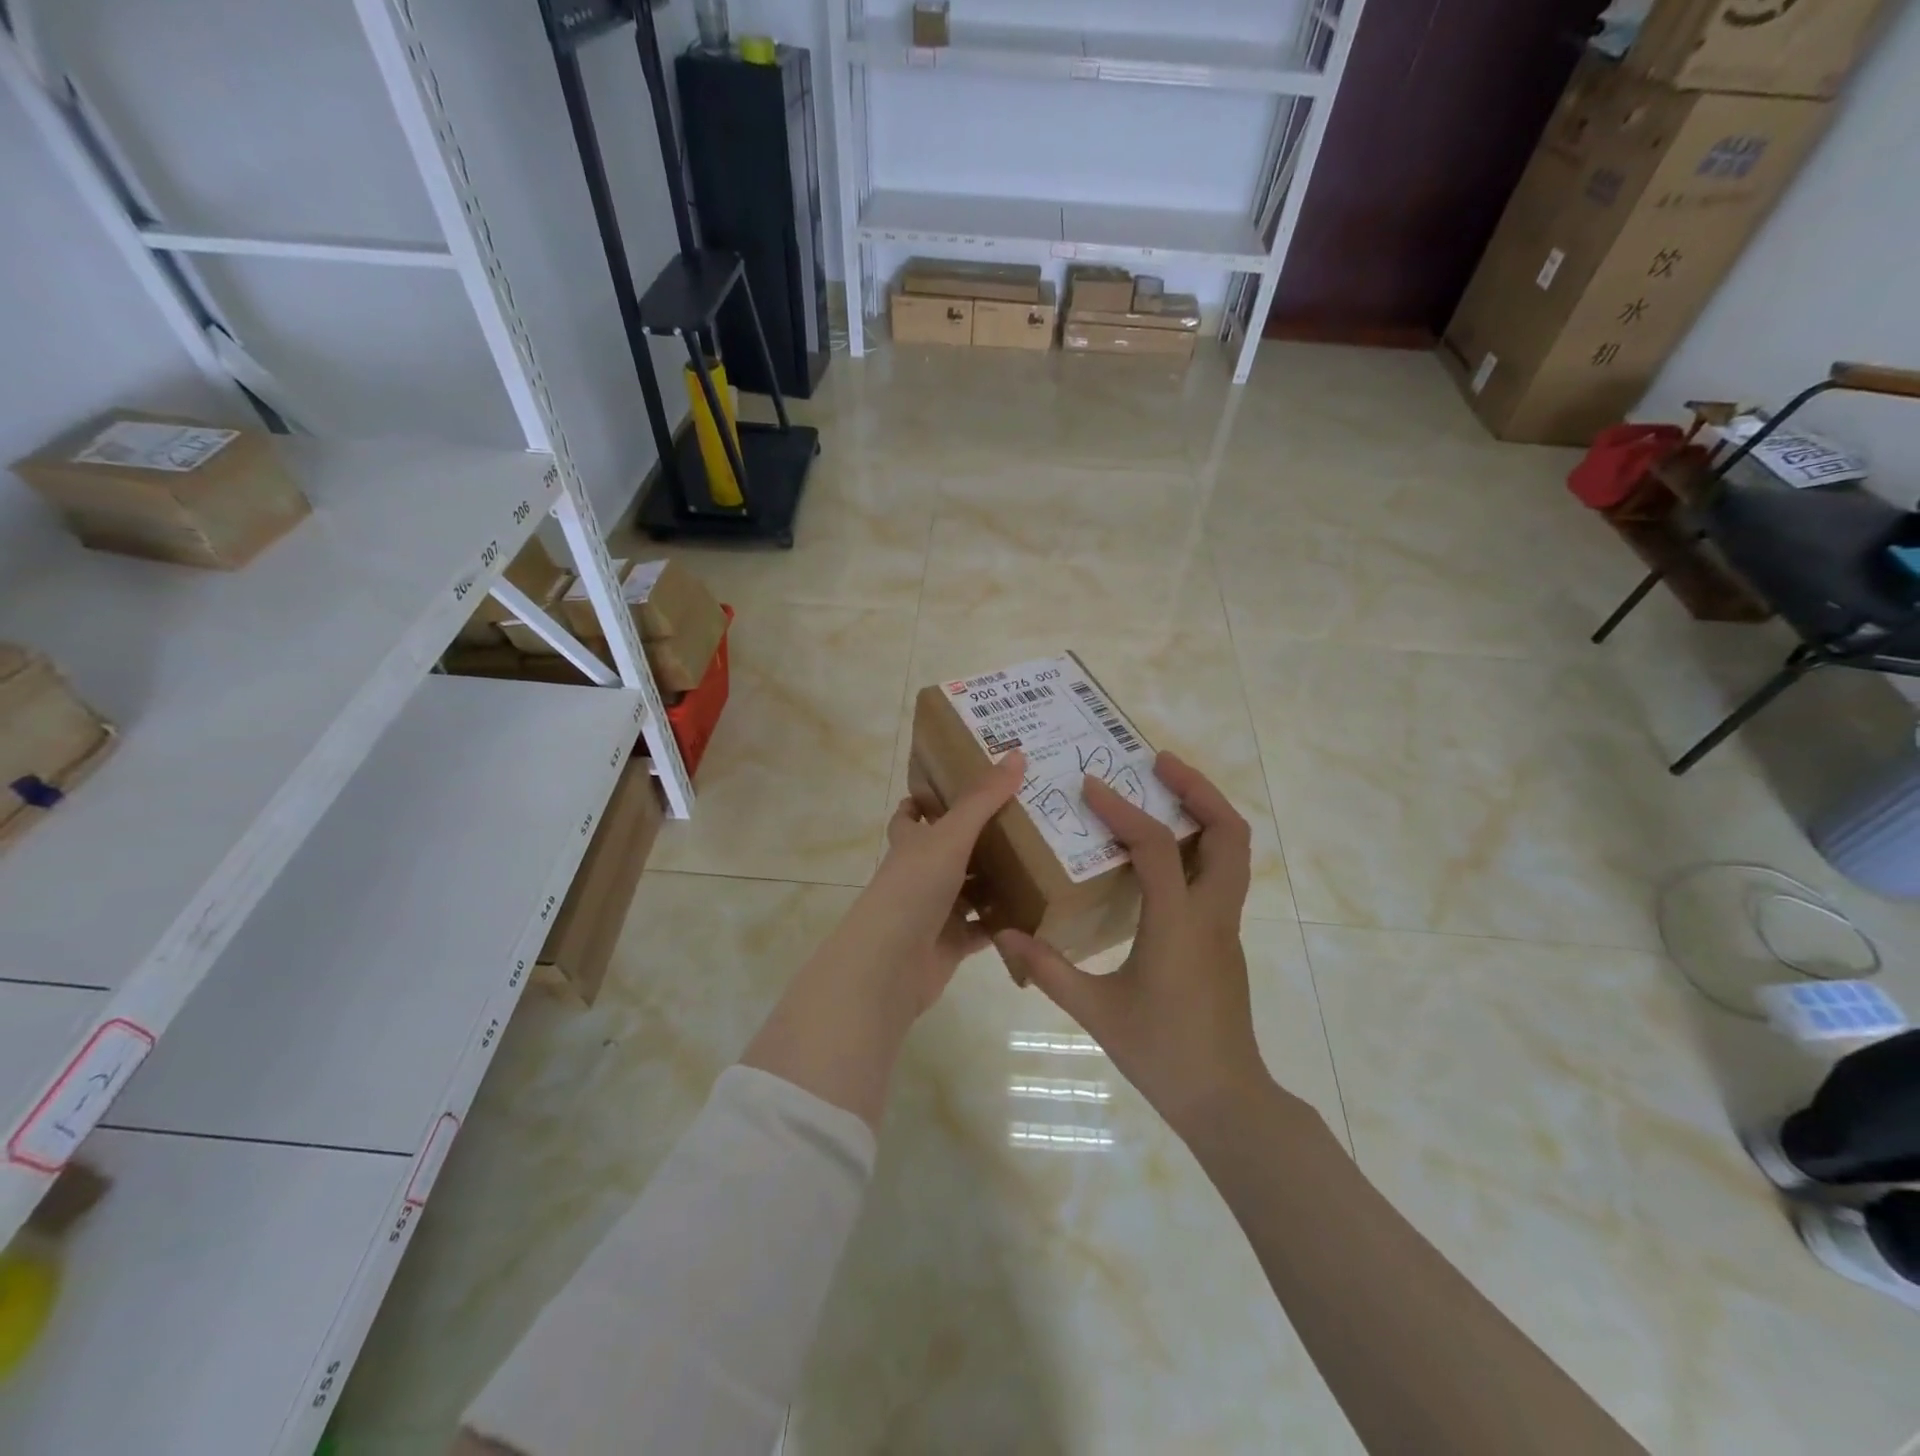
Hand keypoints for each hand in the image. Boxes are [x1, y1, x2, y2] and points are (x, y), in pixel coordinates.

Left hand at [741, 751, 1023, 1127]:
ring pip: (971, 888)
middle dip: (982, 836)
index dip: (931, 797)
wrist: (890, 964)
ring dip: (998, 878)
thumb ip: (983, 799)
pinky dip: (1006, 920)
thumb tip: (1017, 754)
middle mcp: (920, 873)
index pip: (913, 813)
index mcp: (911, 842)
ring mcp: (936, 910)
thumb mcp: (950, 836)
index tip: (967, 783)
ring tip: (1043, 857)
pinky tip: (1037, 907)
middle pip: (951, 849)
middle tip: (1027, 816)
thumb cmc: (913, 888)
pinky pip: (985, 928)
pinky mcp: (952, 943)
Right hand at [994, 752, 1268, 1131]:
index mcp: (1179, 924)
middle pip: (1229, 832)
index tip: (1092, 786)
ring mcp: (1225, 926)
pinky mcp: (1224, 938)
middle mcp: (1212, 914)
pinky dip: (1200, 844)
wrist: (1226, 1099)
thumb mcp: (1097, 1012)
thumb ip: (1048, 969)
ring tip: (1165, 791)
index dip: (1124, 811)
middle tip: (1158, 763)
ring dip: (1207, 812)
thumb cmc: (1163, 1053)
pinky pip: (1221, 874)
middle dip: (1198, 789)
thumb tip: (1005, 934)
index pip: (1157, 847)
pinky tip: (1162, 853)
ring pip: (1235, 851)